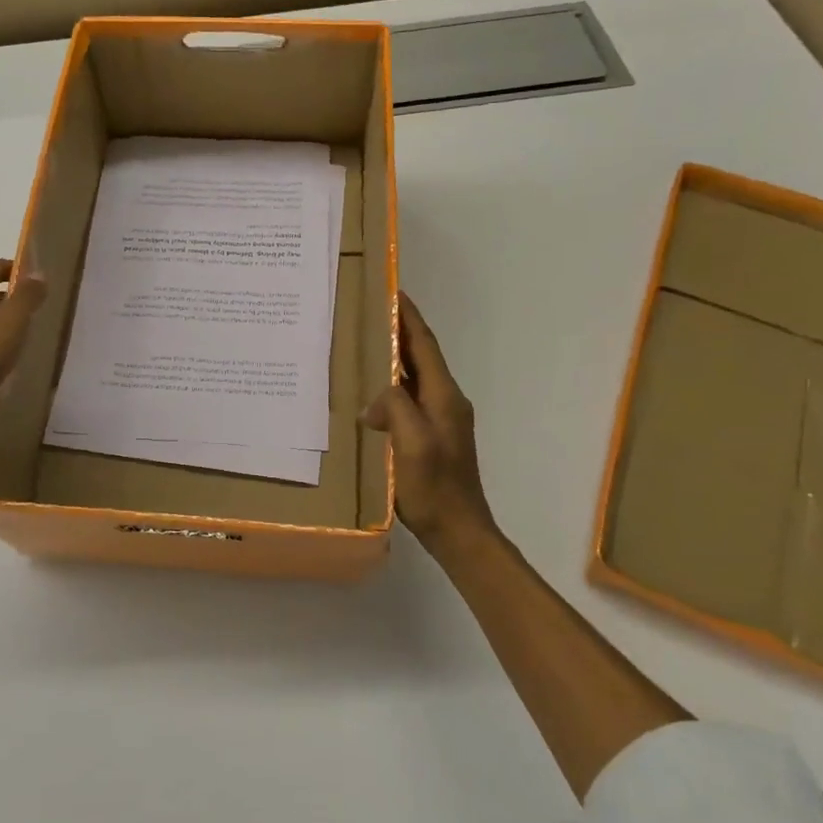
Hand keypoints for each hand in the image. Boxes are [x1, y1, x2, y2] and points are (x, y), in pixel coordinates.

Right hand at [364, 294, 500, 556]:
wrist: (459, 532)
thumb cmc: (435, 488)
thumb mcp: (412, 444)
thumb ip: (396, 407)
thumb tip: (375, 401)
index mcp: (444, 396)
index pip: (424, 344)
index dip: (409, 317)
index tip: (392, 290)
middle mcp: (445, 401)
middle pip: (420, 356)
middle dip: (398, 331)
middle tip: (368, 311)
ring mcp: (440, 420)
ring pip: (413, 378)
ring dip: (392, 358)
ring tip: (363, 345)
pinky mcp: (430, 437)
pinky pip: (408, 400)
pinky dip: (390, 387)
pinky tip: (369, 394)